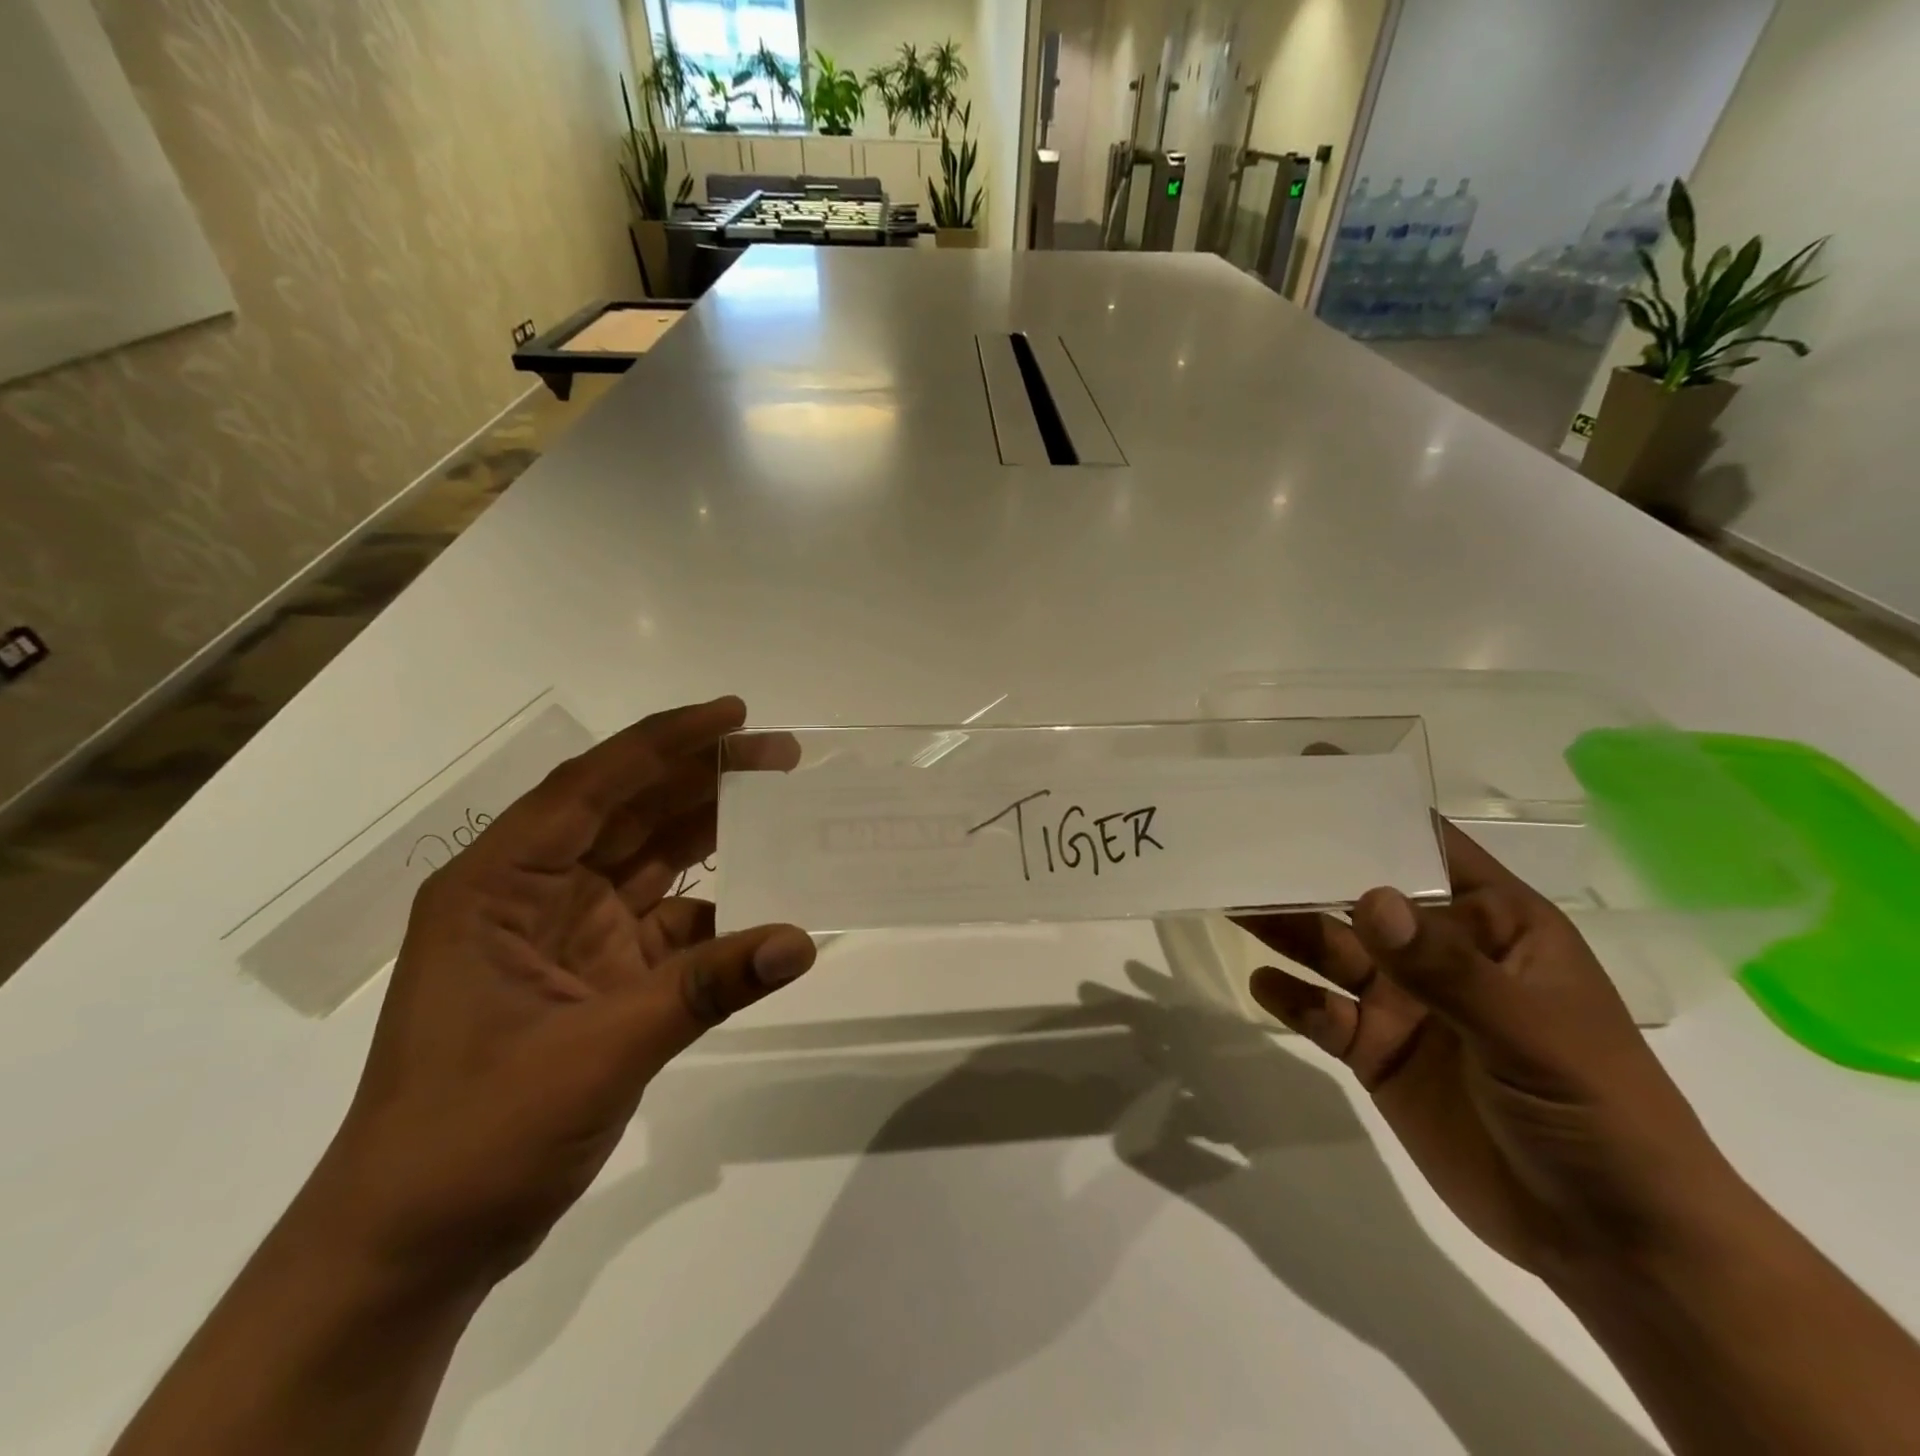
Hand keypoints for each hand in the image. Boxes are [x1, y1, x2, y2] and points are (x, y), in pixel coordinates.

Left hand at [301, 697, 815, 1288]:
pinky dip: (717, 914)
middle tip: (780, 754)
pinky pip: (670, 926)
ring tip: (781, 803)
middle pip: (628, 814)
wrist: (415, 1249)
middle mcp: (533, 895)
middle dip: (702, 778)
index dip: (665, 744)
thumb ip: (703, 989)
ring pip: (651, 862)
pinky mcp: (599, 979)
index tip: (734, 715)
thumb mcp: (594, 1053)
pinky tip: (766, 905)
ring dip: (712, 833)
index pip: (590, 788)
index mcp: (500, 886)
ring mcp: (568, 937)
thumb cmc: (473, 1135)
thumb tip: (801, 942)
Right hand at [1237, 820, 1737, 1280]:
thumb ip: (1445, 967)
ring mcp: (1406, 1004)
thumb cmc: (1599, 1112)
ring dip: (1283, 925)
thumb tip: (1369, 894)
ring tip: (1230, 899)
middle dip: (1307, 868)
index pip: (1427, 845)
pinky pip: (1322, 1013)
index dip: (1374, 806)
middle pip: (1359, 896)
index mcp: (1492, 925)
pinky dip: (1290, 996)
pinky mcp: (1378, 1052)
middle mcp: (1439, 954)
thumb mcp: (1532, 1031)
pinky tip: (1260, 982)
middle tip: (1243, 837)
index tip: (1313, 769)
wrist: (1611, 1242)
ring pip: (1330, 950)